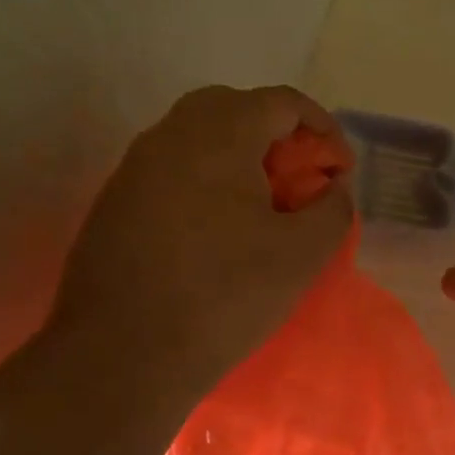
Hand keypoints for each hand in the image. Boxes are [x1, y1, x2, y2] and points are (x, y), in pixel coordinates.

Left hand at [50, 85, 353, 390]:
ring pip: (198, 139)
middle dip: (277, 138)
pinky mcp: (114, 202)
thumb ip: (332, 209)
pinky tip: (215, 231)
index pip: (282, 102)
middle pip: (235, 109)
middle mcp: (170, 134)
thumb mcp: (301, 255)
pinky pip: (171, 171)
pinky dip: (204, 183)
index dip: (322, 129)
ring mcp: (134, 166)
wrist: (122, 353)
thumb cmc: (224, 294)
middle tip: (299, 181)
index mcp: (220, 132)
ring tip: (261, 208)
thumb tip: (333, 188)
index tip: (339, 170)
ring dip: (238, 159)